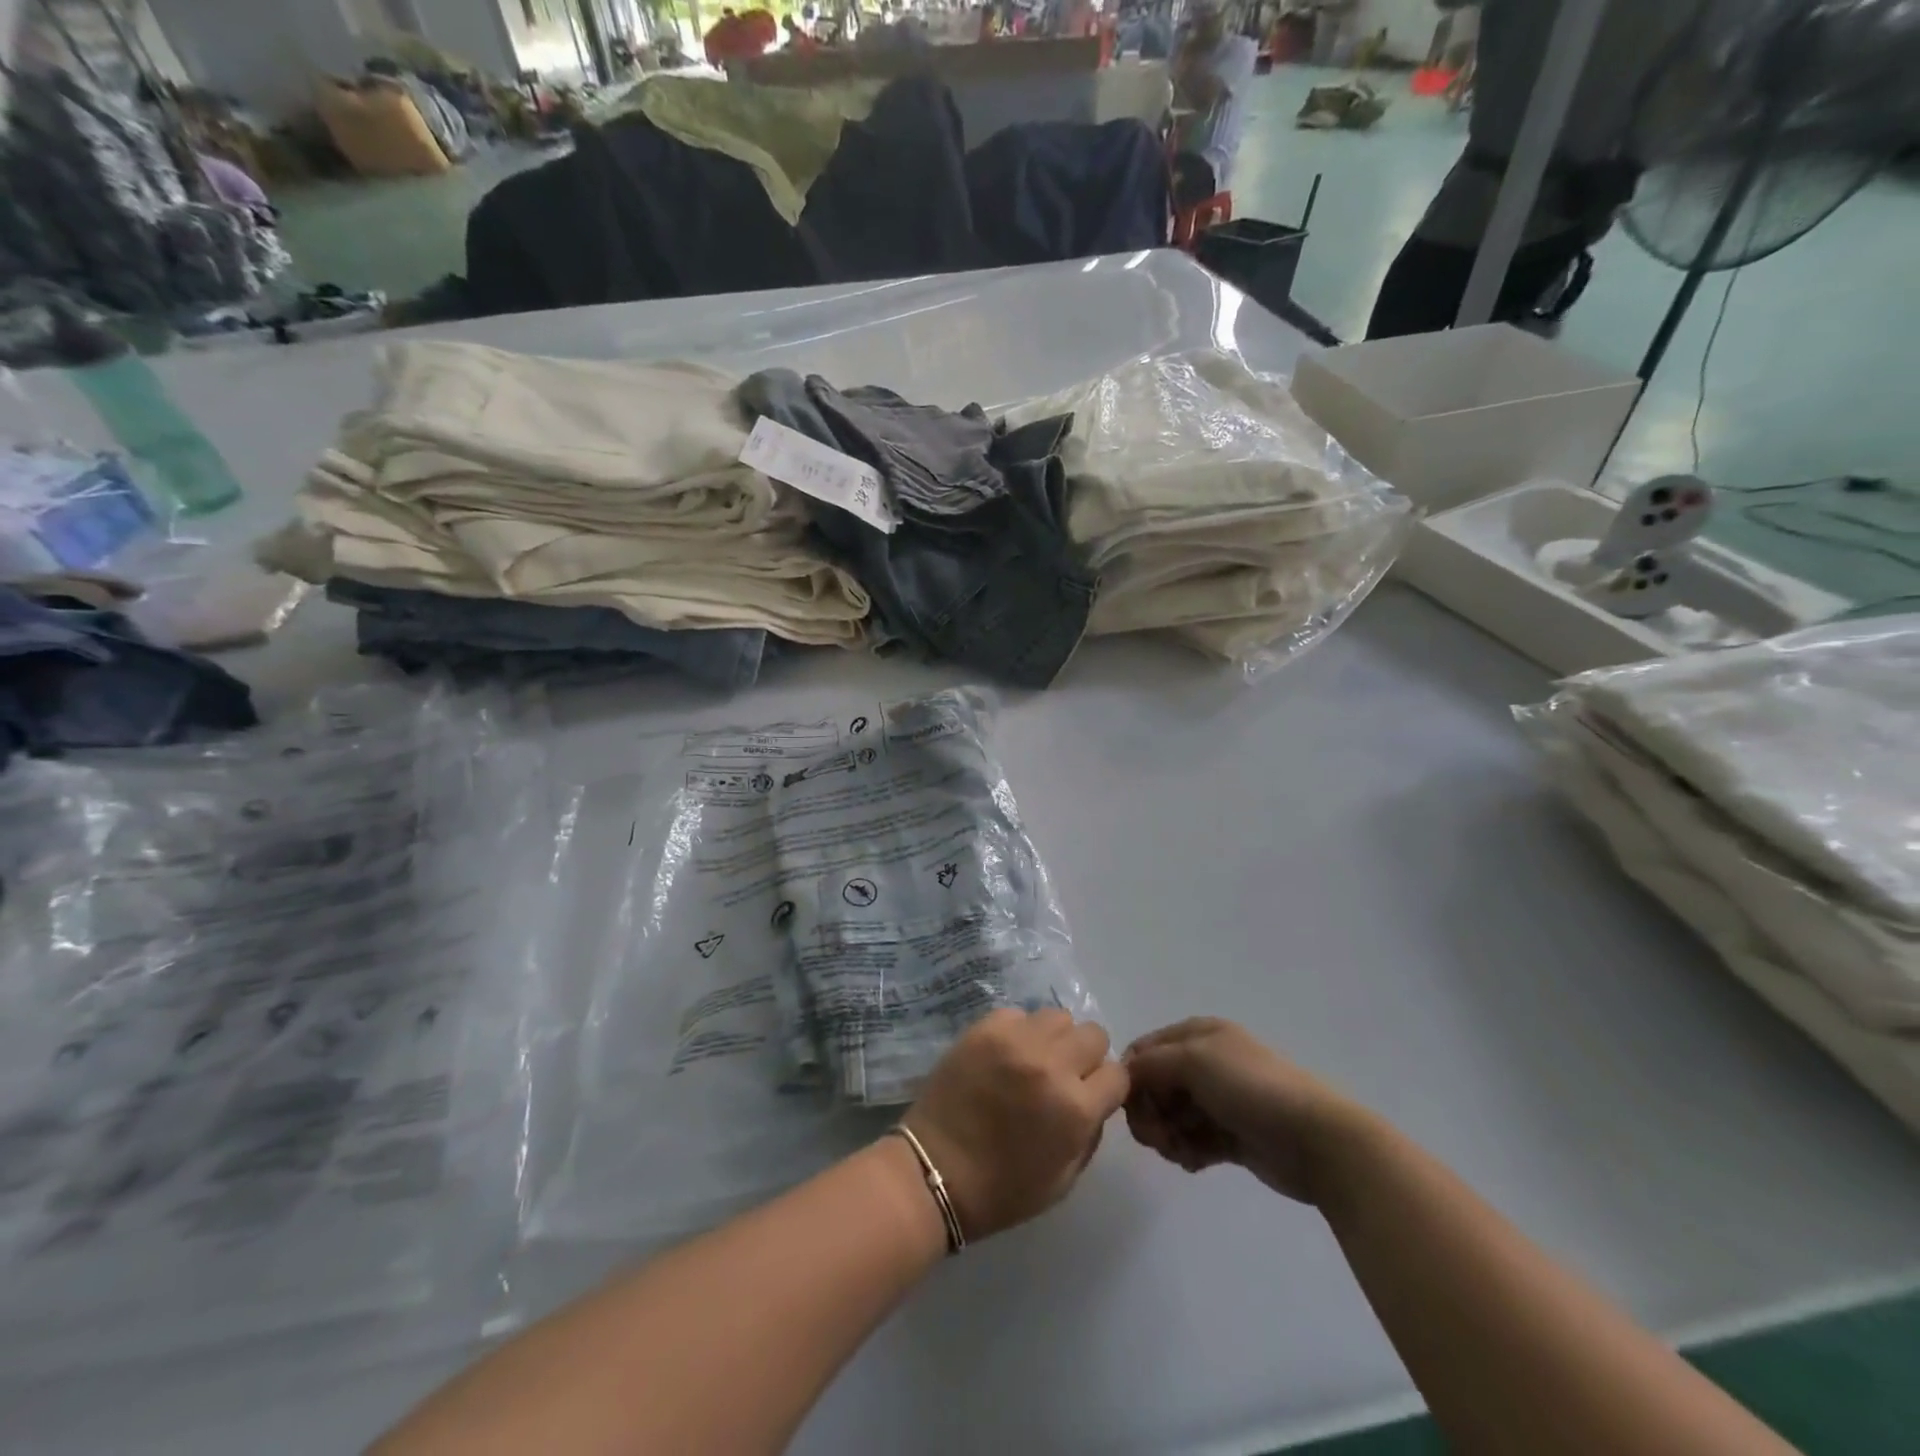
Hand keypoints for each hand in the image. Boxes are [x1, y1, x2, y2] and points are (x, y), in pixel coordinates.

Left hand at [903, 1008, 1128, 1241]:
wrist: (934, 1170)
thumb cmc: (1002, 1189)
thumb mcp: (1065, 1180)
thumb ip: (1090, 1133)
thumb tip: (1097, 1099)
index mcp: (1076, 1108)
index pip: (1118, 1074)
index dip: (1107, 1086)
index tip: (1092, 1095)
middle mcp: (1052, 1064)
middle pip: (1093, 1034)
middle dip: (1086, 1056)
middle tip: (1064, 1075)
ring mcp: (1016, 1040)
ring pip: (1058, 1017)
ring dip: (1055, 1038)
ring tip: (1035, 1060)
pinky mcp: (985, 1027)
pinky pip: (1019, 1014)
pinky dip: (1019, 1031)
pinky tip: (1005, 1055)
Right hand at [1123, 1017, 1360, 1204]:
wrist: (1315, 1139)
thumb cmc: (1250, 1088)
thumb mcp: (1192, 1060)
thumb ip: (1149, 1064)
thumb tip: (1124, 1076)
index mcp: (1197, 1034)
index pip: (1144, 1050)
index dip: (1132, 1078)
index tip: (1134, 1107)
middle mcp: (1205, 1062)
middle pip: (1154, 1086)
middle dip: (1150, 1113)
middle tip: (1160, 1137)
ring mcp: (1219, 1100)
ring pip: (1171, 1117)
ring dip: (1168, 1136)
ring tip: (1183, 1152)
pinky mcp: (1231, 1136)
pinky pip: (1192, 1142)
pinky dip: (1187, 1152)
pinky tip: (1196, 1163)